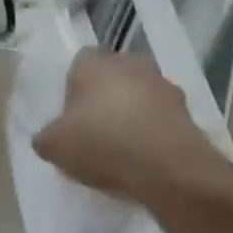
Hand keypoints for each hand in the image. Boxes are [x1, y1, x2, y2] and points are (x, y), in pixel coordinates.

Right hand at [32, 49, 232, 217]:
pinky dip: (154, 131)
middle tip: (94, 130)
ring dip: (132, 113)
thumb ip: (45, 137)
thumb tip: (48, 138)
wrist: (169, 169)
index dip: (72, 89)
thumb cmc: (102, 144)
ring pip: (139, 95)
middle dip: (104, 98)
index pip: (78, 64)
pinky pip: (161, 116)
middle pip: (111, 77)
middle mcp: (129, 63)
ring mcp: (163, 85)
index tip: (71, 117)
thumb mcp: (54, 146)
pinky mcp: (187, 110)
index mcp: (93, 63)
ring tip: (123, 148)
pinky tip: (145, 158)